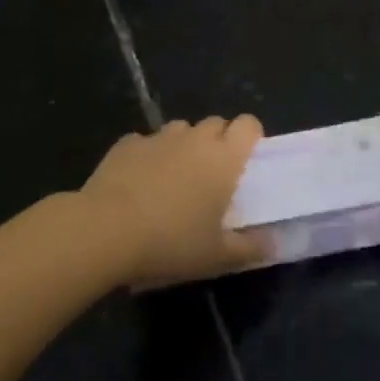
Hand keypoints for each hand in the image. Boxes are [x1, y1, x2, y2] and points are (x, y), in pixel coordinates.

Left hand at [80, 116, 267, 286]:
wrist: (105, 230)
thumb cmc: (170, 241)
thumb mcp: (216, 256)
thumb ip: (249, 248)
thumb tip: (274, 243)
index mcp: (224, 157)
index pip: (249, 124)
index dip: (249, 137)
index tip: (244, 161)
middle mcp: (195, 138)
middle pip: (216, 123)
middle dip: (217, 142)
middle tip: (210, 177)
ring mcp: (159, 137)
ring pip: (180, 129)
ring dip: (183, 146)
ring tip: (173, 179)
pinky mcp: (127, 144)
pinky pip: (145, 142)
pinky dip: (147, 156)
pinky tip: (137, 182)